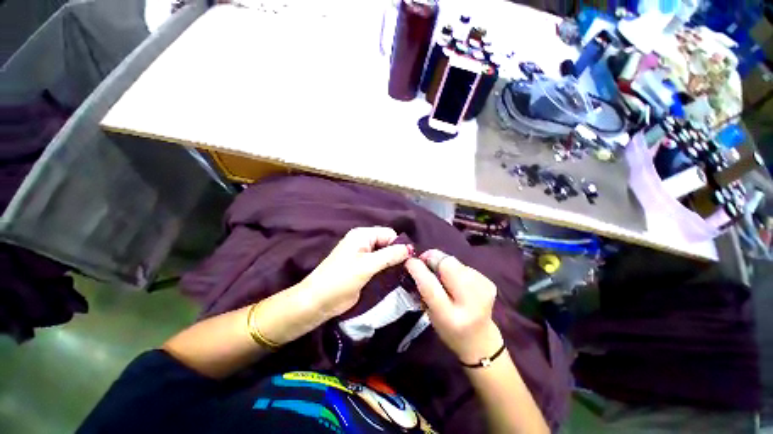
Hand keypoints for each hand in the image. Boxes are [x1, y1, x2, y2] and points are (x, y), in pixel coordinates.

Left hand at [297, 227, 411, 317]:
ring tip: (404, 274)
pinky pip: (380, 264)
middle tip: (407, 269)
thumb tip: (411, 248)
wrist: (319, 301)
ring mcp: (363, 256)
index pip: (389, 233)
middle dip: (397, 254)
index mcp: (362, 235)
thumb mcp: (367, 265)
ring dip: (393, 263)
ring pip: (385, 255)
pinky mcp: (363, 268)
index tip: (408, 260)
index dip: (399, 245)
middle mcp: (364, 242)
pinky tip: (395, 277)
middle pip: (388, 243)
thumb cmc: (341, 279)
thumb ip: (389, 255)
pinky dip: (388, 270)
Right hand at [405, 250, 502, 363]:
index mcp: (449, 317)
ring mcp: (483, 291)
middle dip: (433, 258)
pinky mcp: (489, 283)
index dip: (418, 269)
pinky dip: (455, 268)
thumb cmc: (449, 330)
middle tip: (425, 261)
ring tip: (442, 274)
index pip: (430, 285)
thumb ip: (424, 289)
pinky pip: (465, 265)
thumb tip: (418, 263)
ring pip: (455, 261)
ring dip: (443, 262)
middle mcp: (470, 303)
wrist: (480, 341)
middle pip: (447, 264)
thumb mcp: (431, 315)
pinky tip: (456, 280)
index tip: (410, 261)